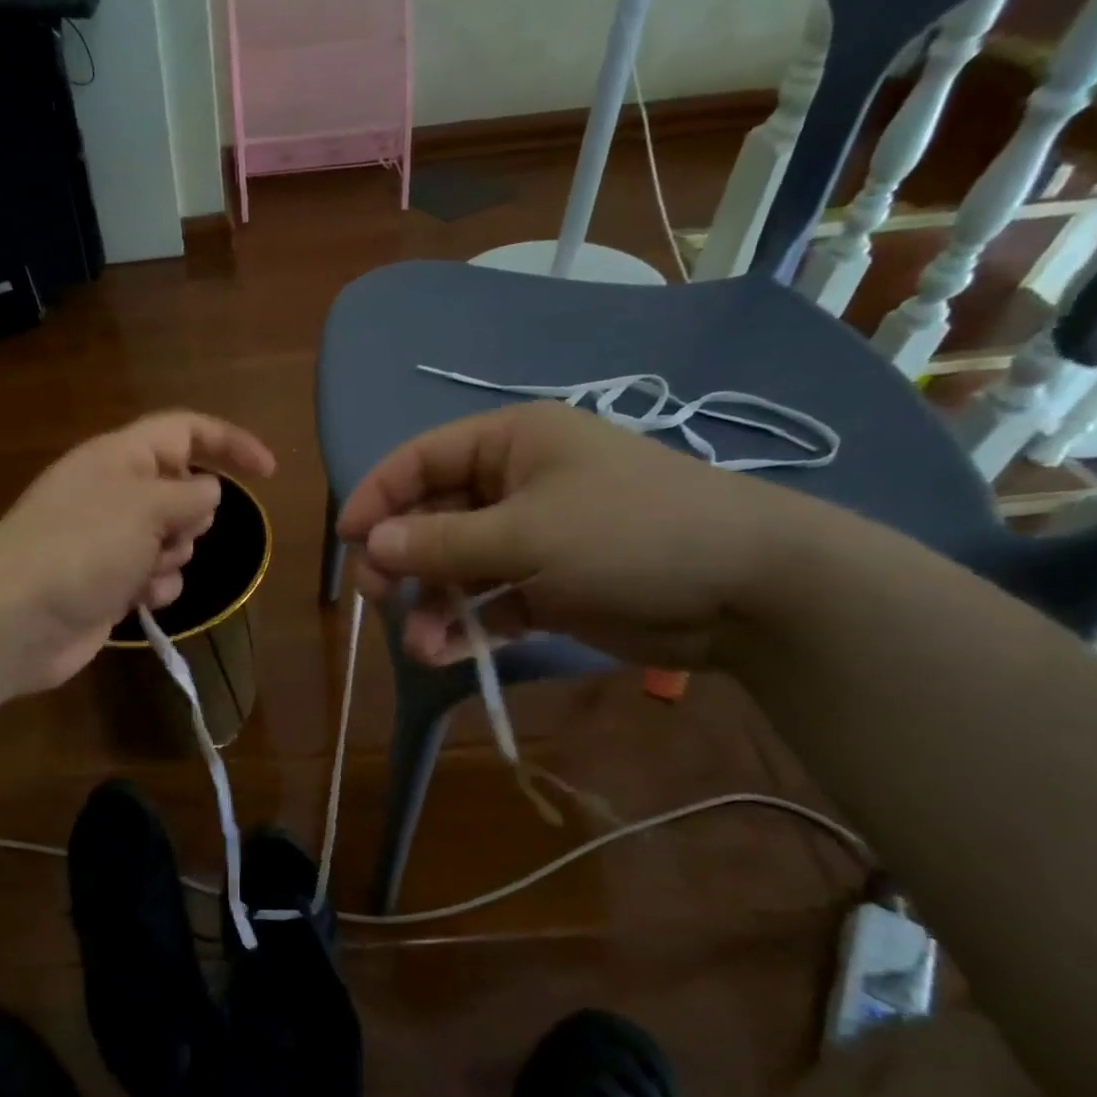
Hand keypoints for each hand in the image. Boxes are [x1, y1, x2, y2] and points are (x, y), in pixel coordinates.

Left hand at [0, 411, 276, 693]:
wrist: (17, 618)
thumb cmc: (81, 546)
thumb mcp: (145, 506)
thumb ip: (189, 494)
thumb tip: (208, 492)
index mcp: (121, 457)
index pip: (186, 431)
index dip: (230, 443)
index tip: (270, 472)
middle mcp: (116, 492)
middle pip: (182, 491)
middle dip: (193, 517)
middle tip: (170, 535)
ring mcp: (110, 540)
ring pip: (173, 540)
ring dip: (173, 557)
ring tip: (145, 571)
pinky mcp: (108, 582)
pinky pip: (154, 577)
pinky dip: (154, 587)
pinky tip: (137, 599)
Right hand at [337, 400, 834, 668]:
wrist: (750, 592)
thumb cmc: (630, 534)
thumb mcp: (526, 534)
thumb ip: (441, 541)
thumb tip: (370, 543)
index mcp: (510, 443)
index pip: (422, 459)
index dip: (378, 495)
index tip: (346, 540)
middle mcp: (515, 484)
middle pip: (433, 515)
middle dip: (402, 558)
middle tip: (379, 595)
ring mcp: (532, 537)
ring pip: (457, 566)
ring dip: (432, 604)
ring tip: (418, 643)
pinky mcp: (548, 585)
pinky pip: (489, 601)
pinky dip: (466, 626)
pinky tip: (445, 653)